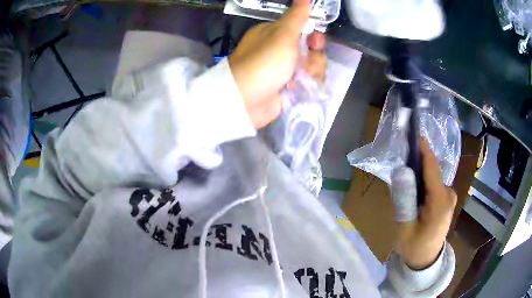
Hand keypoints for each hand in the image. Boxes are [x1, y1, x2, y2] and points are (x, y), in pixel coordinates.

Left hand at [228, 0, 326, 128]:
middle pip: (312, 50)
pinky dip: (307, 85)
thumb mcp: (282, 34)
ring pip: (313, 67)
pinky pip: (308, 82)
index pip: (304, 31)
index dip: (314, 36)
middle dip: (313, 57)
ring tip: (297, 80)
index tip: (314, 41)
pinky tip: (298, 89)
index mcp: (275, 34)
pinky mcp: (289, 87)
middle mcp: (281, 50)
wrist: (247, 100)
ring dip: (310, 73)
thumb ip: (296, 16)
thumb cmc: (264, 62)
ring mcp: (285, 70)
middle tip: (304, 64)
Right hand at [391, 141, 456, 269]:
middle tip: (401, 156)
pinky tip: (414, 187)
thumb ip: (404, 199)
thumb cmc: (414, 247)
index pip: (432, 169)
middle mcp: (448, 194)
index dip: (423, 150)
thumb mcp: (404, 227)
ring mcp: (449, 196)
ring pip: (433, 177)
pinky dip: (424, 181)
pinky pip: (434, 183)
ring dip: (420, 173)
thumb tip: (401, 171)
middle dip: (418, 162)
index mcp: (440, 202)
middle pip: (432, 171)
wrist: (426, 260)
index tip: (413, 133)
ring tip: (404, 174)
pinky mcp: (447, 198)